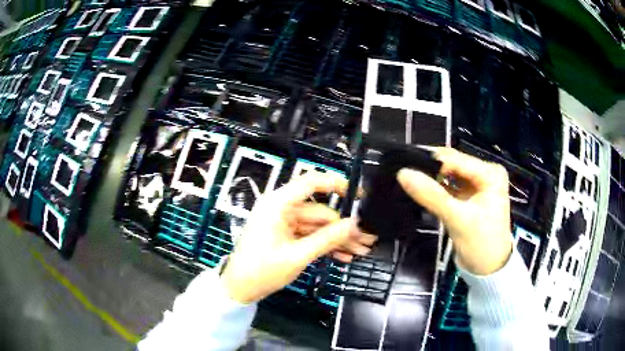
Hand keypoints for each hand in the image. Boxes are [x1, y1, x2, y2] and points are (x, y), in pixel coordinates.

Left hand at [221, 173, 376, 303]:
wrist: (240, 289)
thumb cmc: (262, 270)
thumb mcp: (298, 256)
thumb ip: (327, 239)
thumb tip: (353, 224)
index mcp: (278, 204)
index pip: (312, 182)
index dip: (337, 184)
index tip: (358, 195)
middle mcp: (281, 208)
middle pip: (319, 211)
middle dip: (343, 227)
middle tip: (366, 238)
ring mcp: (283, 223)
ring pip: (317, 226)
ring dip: (338, 239)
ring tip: (360, 250)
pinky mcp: (285, 235)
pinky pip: (309, 235)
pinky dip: (325, 244)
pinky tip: (343, 255)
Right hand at [397, 147, 512, 274]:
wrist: (488, 270)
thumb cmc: (481, 244)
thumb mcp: (458, 219)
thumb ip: (431, 195)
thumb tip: (402, 173)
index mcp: (490, 173)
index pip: (456, 159)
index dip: (430, 160)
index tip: (403, 164)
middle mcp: (485, 173)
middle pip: (452, 164)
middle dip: (429, 168)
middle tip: (403, 170)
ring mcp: (476, 185)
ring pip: (448, 175)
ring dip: (431, 178)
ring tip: (408, 178)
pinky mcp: (468, 196)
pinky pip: (448, 186)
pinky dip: (435, 188)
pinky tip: (419, 188)